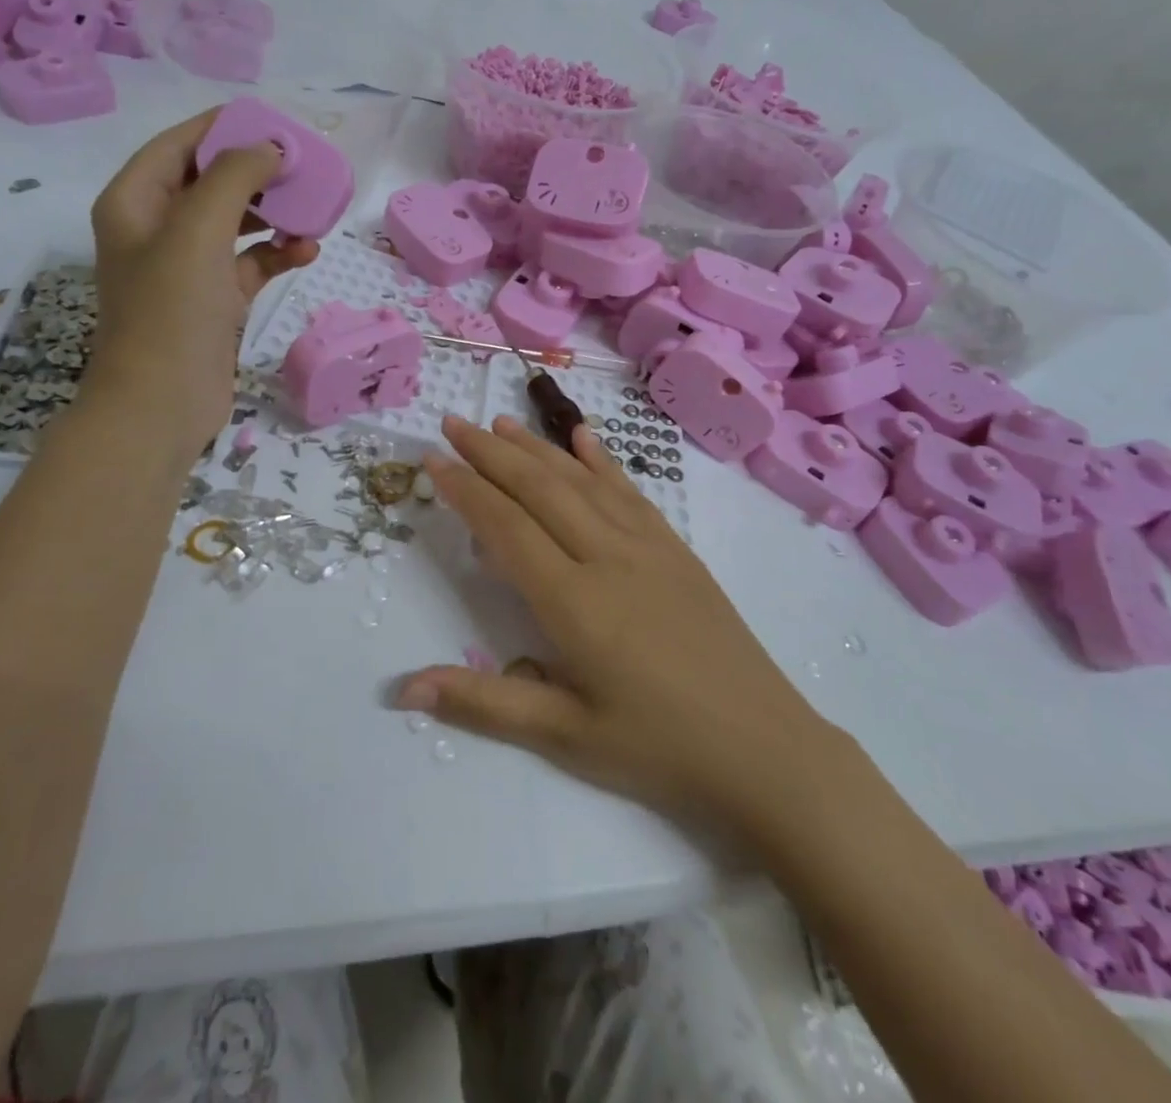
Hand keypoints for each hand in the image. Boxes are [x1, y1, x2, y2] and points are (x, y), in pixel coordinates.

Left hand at [86, 108, 317, 442]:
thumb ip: (234, 177)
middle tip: (303, 167)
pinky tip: (307, 253)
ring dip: (273, 215)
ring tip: (313, 210)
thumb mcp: (198, 230)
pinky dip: (276, 254)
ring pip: (235, 223)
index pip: (179, 144)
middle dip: (256, 172)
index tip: (274, 122)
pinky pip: (249, 262)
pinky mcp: (213, 299)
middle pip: (211, 181)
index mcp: (135, 201)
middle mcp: (156, 228)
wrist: (163, 402)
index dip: (224, 128)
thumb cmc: (171, 310)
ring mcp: (186, 266)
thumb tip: (271, 148)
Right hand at [396, 415, 841, 835]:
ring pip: (582, 481)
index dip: (466, 489)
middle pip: (540, 489)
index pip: (507, 527)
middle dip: (491, 452)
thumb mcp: (566, 736)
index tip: (433, 460)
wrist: (765, 747)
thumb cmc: (659, 748)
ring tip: (501, 422)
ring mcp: (649, 547)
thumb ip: (484, 703)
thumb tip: (405, 688)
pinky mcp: (677, 549)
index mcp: (574, 602)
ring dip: (537, 447)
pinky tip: (583, 437)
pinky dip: (601, 460)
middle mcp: (608, 557)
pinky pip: (630, 492)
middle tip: (453, 424)